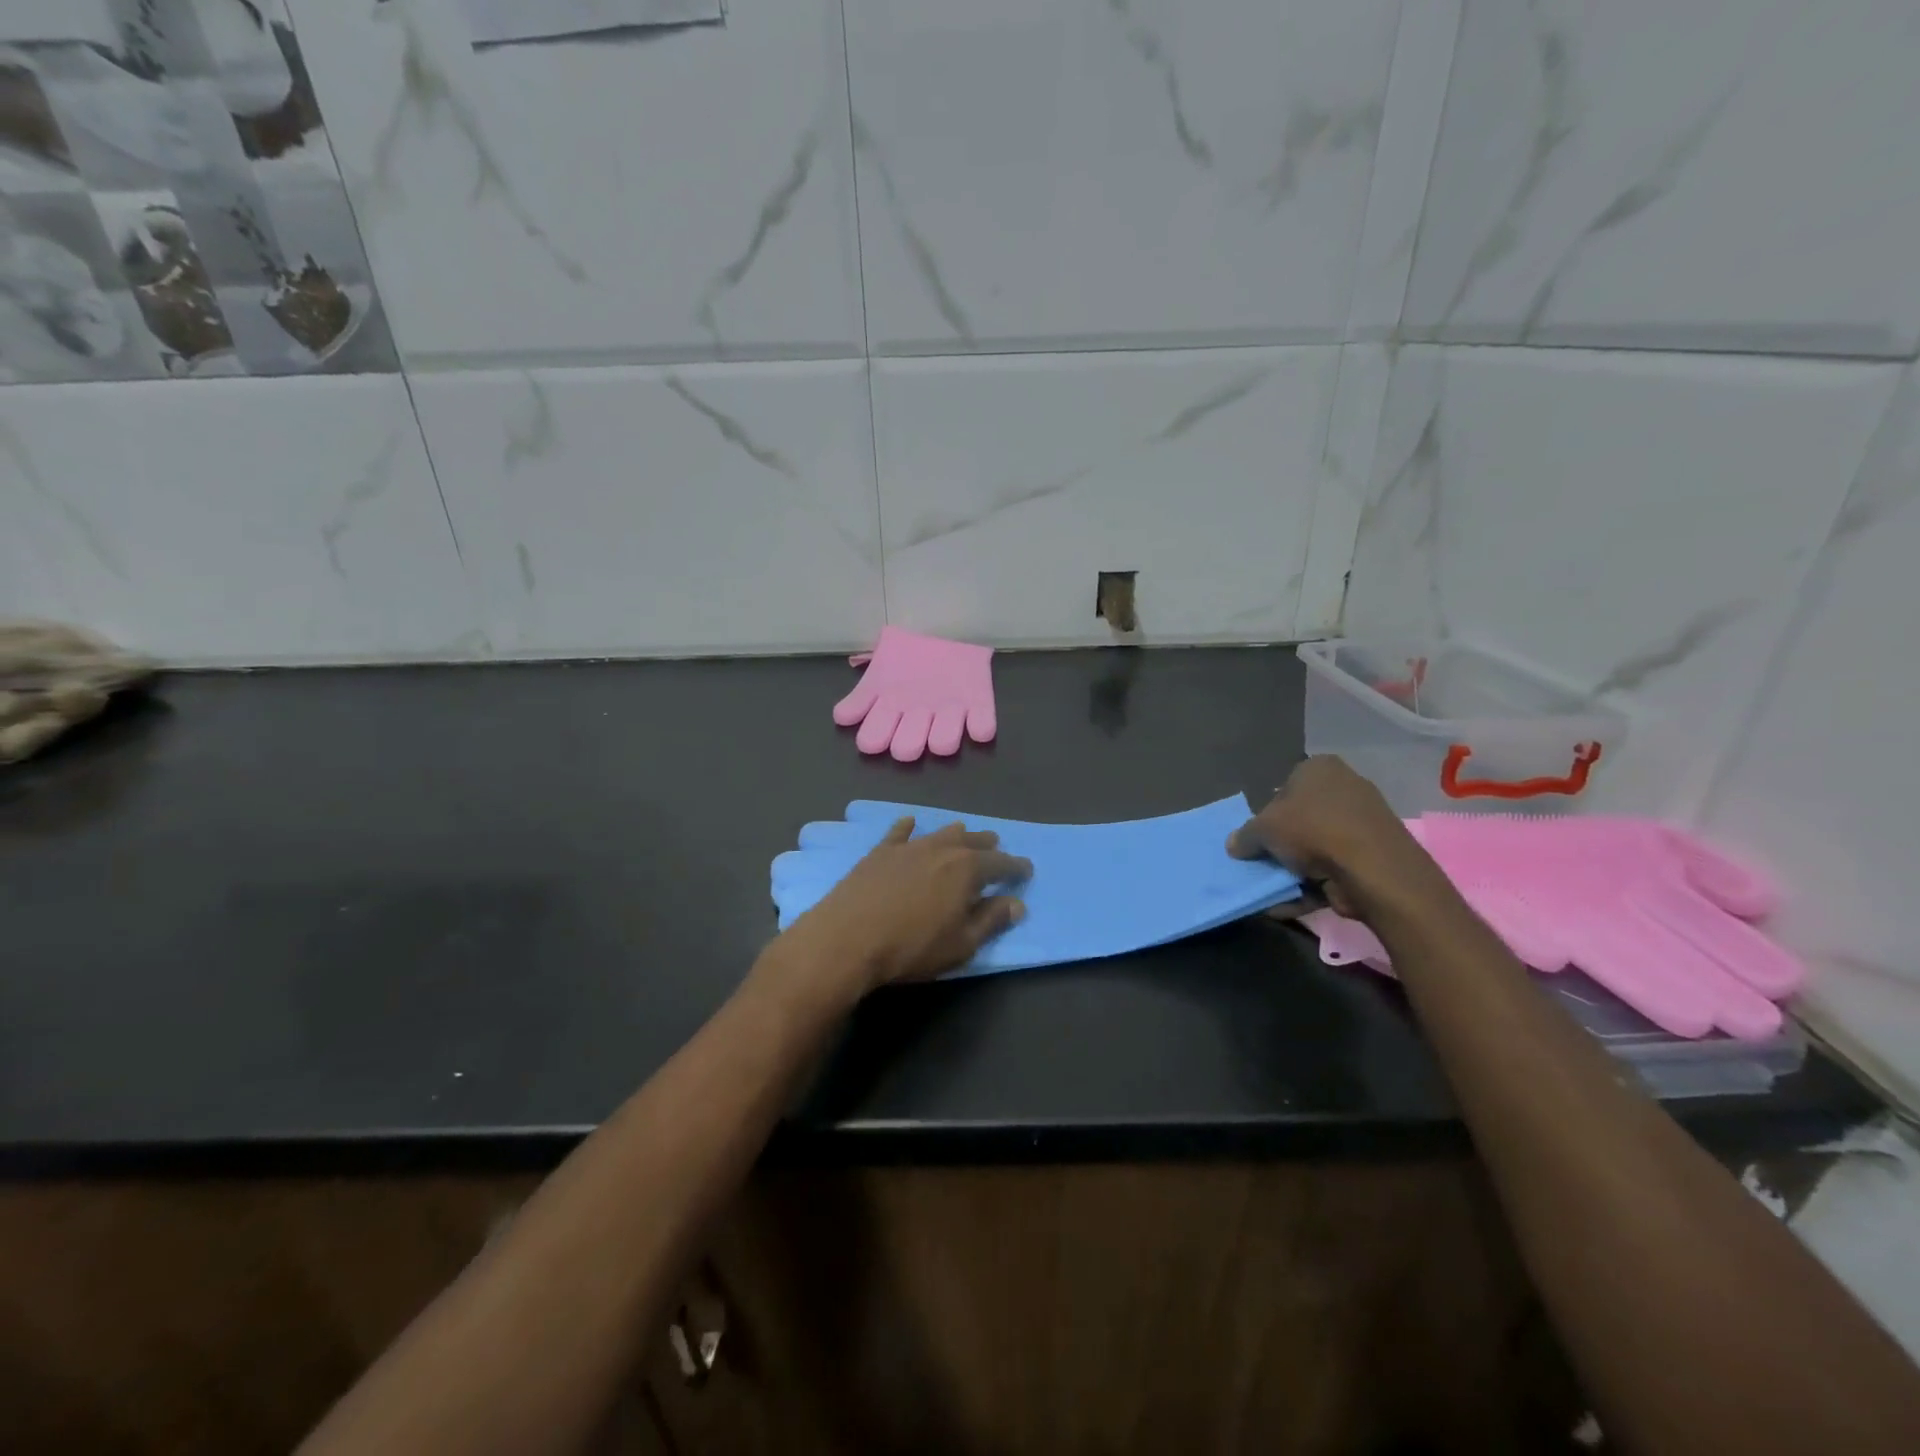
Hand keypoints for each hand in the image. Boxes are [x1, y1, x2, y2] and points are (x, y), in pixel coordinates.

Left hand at [765, 819, 1031, 1001]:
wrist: (847, 938)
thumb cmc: (911, 947)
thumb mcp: (960, 944)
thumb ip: (990, 921)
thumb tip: (1016, 904)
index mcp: (967, 870)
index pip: (1000, 863)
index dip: (1015, 867)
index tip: (1026, 870)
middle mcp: (941, 849)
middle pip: (972, 842)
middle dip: (988, 845)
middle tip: (997, 847)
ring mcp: (908, 847)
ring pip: (939, 833)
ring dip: (956, 834)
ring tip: (964, 834)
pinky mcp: (880, 852)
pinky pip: (898, 832)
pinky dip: (908, 827)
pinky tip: (910, 822)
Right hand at [1227, 756, 1449, 921]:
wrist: (1373, 869)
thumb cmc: (1312, 830)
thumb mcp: (1262, 829)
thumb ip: (1244, 836)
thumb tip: (1233, 845)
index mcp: (1319, 768)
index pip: (1283, 787)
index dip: (1266, 813)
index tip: (1256, 838)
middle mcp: (1344, 788)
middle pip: (1300, 818)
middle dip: (1281, 844)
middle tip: (1262, 862)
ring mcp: (1362, 824)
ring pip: (1316, 847)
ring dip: (1293, 869)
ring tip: (1271, 889)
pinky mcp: (1372, 856)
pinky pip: (1333, 868)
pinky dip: (1311, 886)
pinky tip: (1287, 904)